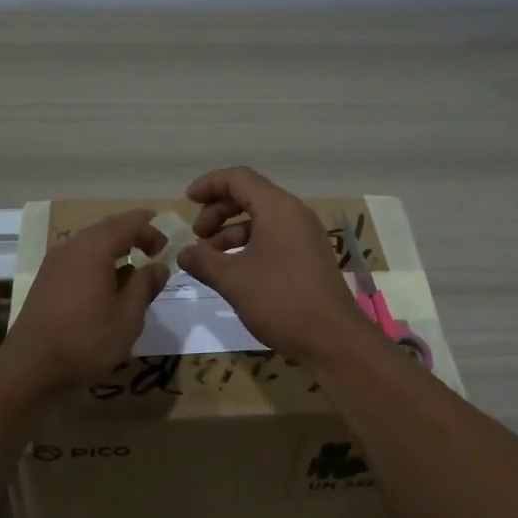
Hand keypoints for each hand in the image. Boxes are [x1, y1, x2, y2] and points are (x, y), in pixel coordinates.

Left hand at [3, 208, 167, 389]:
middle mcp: (72, 246)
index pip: (128, 224)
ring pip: (90, 241)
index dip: (150, 230)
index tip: (166, 246)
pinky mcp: (46, 279)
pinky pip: (78, 256)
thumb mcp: (128, 317)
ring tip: (133, 261)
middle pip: (107, 227)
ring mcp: (55, 262)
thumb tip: (158, 267)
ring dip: (114, 245)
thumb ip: (145, 286)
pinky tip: (107, 280)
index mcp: (94, 248)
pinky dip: (98, 259)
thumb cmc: (86, 340)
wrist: (30, 366)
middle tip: (154, 242)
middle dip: (133, 231)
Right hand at [176, 166, 378, 362]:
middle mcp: (294, 214)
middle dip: (217, 211)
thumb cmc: (281, 302)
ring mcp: (304, 235)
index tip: (186, 201)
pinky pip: (273, 237)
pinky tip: (233, 270)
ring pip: (261, 219)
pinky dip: (249, 245)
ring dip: (231, 231)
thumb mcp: (234, 281)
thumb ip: (203, 261)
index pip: (238, 178)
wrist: (334, 339)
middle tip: (197, 235)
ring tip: (208, 257)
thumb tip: (183, 253)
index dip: (209, 185)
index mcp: (277, 209)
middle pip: (249, 195)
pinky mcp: (309, 256)